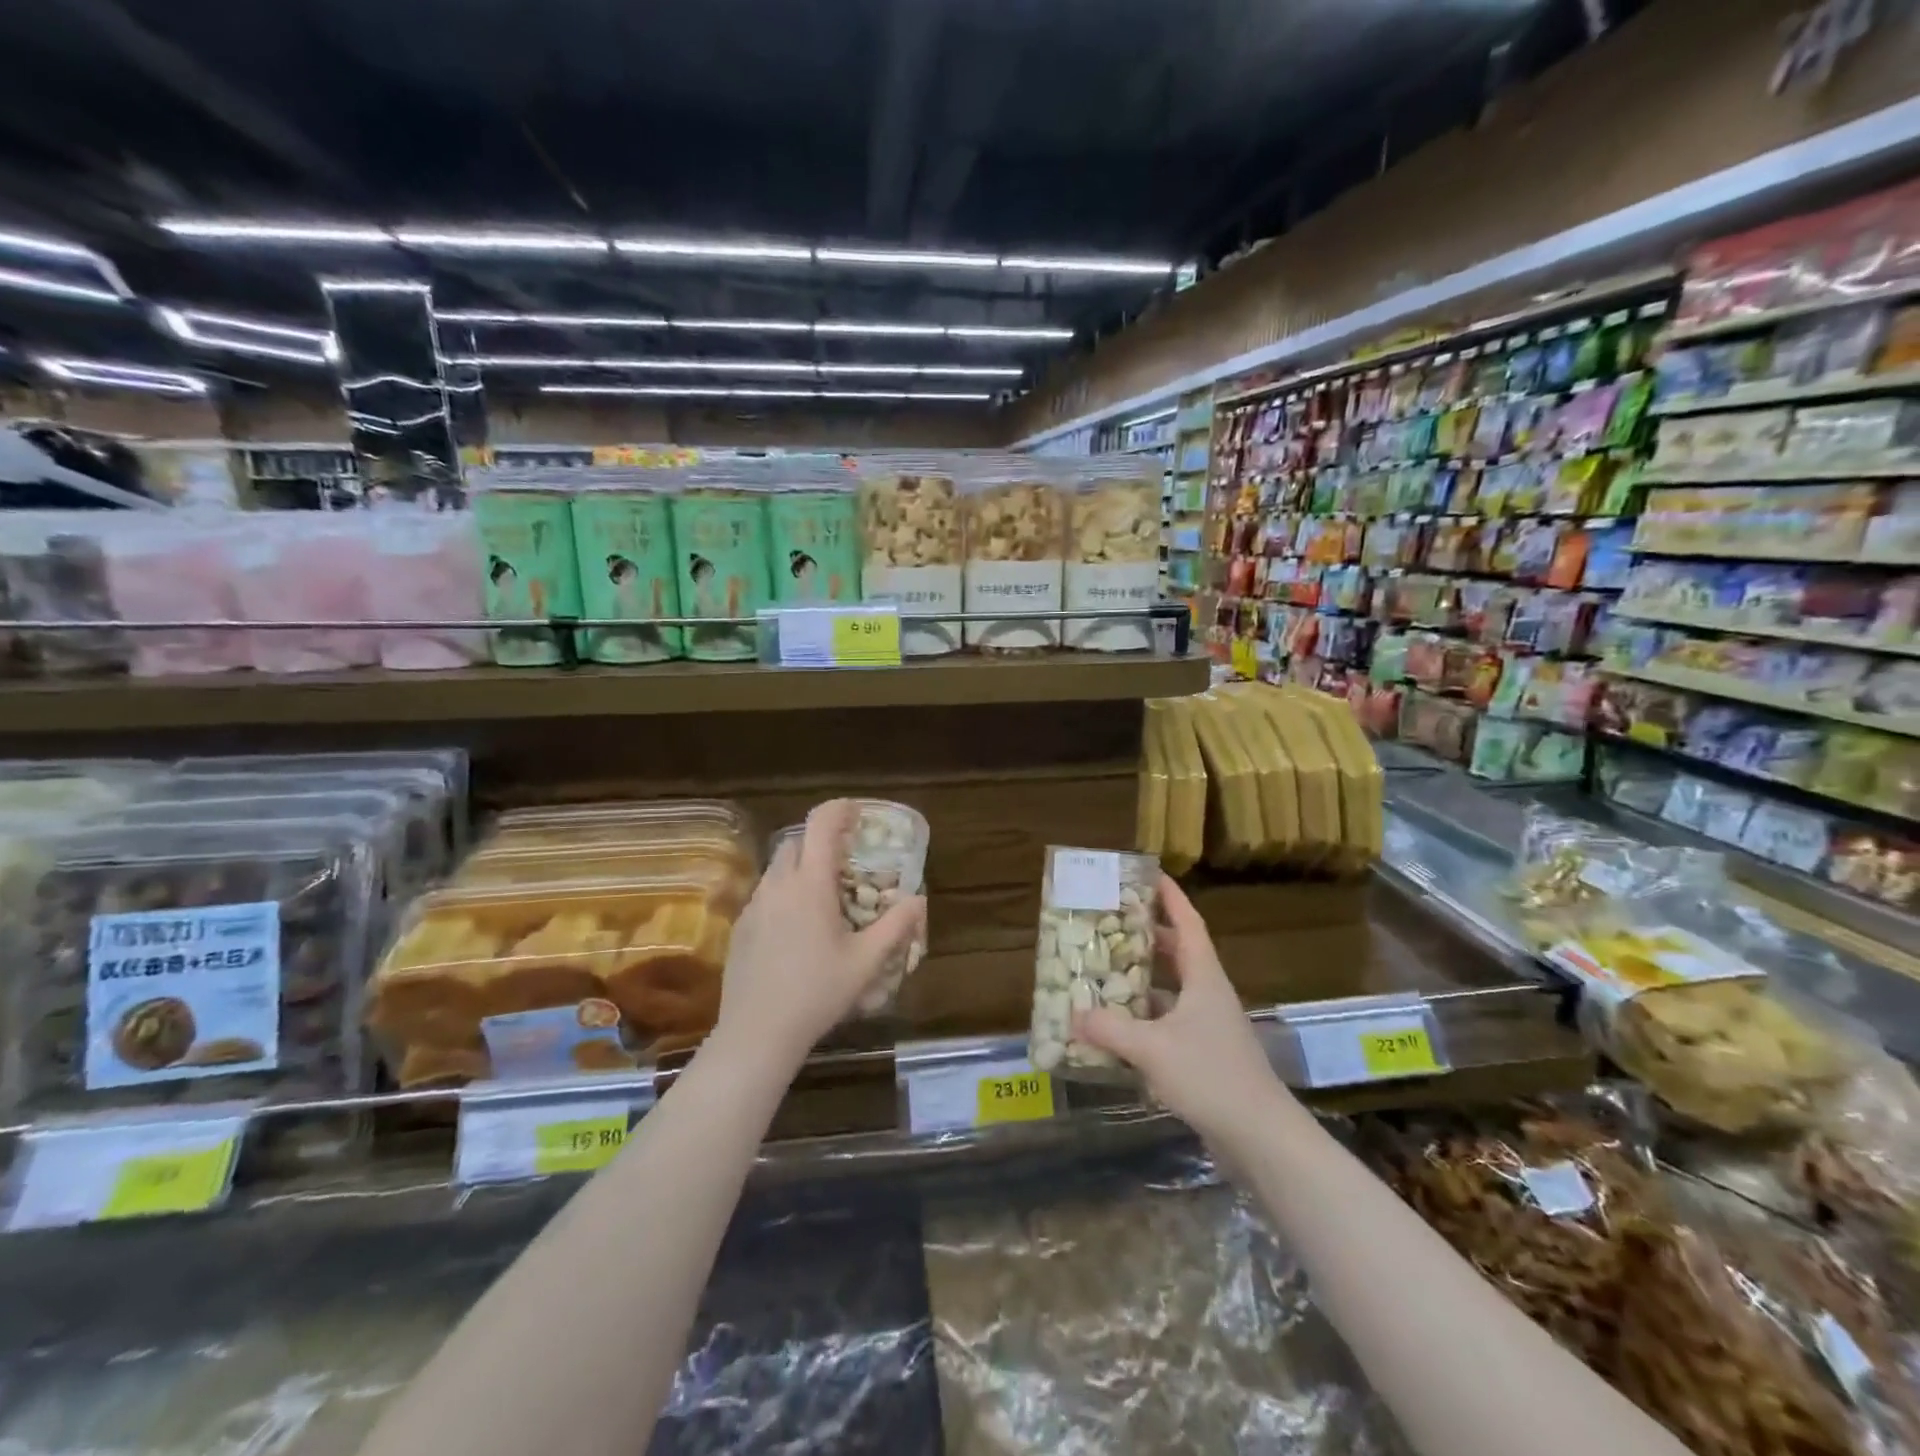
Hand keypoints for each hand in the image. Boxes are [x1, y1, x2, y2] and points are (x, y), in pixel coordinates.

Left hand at [714, 799, 924, 1070]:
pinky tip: (796, 927)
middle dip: (820, 840)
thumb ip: (896, 926)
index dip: (840, 809)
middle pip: (796, 842)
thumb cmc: (817, 993)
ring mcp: (754, 905)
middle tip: (845, 859)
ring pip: (778, 868)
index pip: (821, 825)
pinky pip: (765, 894)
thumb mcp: (866, 962)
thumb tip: (918, 899)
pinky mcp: (740, 927)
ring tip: (823, 895)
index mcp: (811, 885)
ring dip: (801, 867)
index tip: (857, 813)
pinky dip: (784, 893)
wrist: (758, 1032)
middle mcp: (779, 885)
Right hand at [1071, 875, 1287, 1145]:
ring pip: (1171, 990)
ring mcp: (1209, 1027)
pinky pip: (1168, 1024)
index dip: (1170, 897)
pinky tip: (1117, 1029)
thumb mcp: (1152, 1048)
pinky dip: (1143, 1020)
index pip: (1188, 923)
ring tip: (1105, 971)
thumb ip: (1110, 1029)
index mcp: (1203, 978)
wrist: (1261, 1138)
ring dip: (1142, 980)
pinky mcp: (1205, 1056)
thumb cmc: (1210, 1076)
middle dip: (1147, 936)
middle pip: (1178, 953)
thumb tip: (1073, 1015)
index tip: (1150, 874)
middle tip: (1111, 923)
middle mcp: (1208, 994)